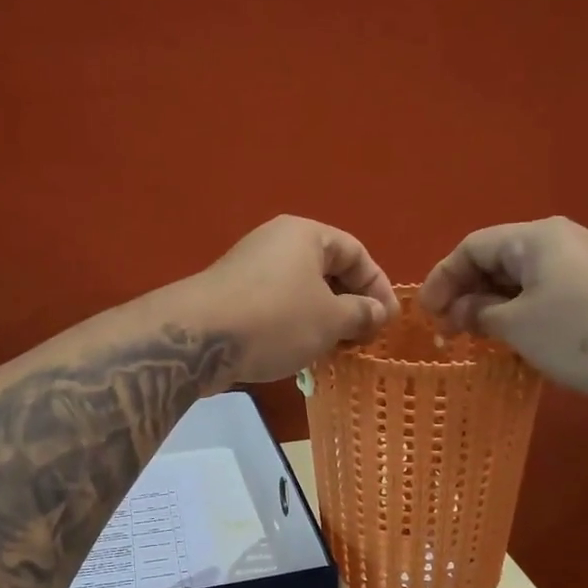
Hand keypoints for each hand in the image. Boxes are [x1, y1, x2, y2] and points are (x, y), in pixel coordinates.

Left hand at [186, 216, 400, 384]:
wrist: (199, 338)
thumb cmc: (276, 320)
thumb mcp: (330, 320)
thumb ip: (361, 313)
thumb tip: (377, 313)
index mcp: (305, 234)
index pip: (356, 252)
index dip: (378, 287)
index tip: (389, 322)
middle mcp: (277, 242)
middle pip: (327, 270)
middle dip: (351, 305)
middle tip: (364, 339)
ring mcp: (250, 268)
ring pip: (301, 291)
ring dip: (324, 319)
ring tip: (337, 350)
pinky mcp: (232, 295)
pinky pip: (277, 306)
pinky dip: (296, 325)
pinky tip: (302, 353)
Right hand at [417, 217, 587, 398]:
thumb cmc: (580, 331)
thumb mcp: (517, 325)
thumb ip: (480, 314)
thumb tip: (462, 311)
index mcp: (534, 238)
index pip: (472, 247)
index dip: (442, 278)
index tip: (426, 314)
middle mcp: (560, 241)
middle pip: (497, 260)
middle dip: (467, 294)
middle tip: (449, 331)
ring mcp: (586, 264)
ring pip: (523, 281)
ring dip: (494, 307)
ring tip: (479, 339)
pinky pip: (548, 294)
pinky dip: (523, 314)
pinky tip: (519, 342)